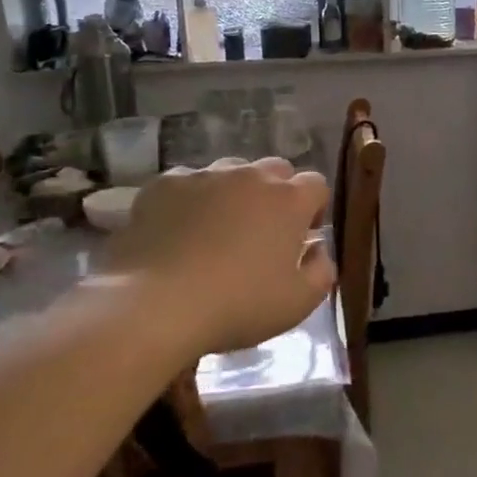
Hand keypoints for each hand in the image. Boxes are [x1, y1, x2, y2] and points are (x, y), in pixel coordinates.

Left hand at [103, 157, 334, 358]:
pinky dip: (190, 200)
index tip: (301, 238)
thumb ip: (322, 271)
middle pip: (275, 170)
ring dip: (233, 193)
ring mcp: (204, 176)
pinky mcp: (163, 185)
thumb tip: (317, 250)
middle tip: (261, 233)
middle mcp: (250, 176)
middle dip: (276, 194)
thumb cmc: (237, 306)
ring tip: (217, 230)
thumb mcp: (298, 303)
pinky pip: (187, 183)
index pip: (316, 185)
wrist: (155, 306)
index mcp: (289, 200)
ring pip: (230, 172)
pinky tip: (179, 231)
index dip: (313, 209)